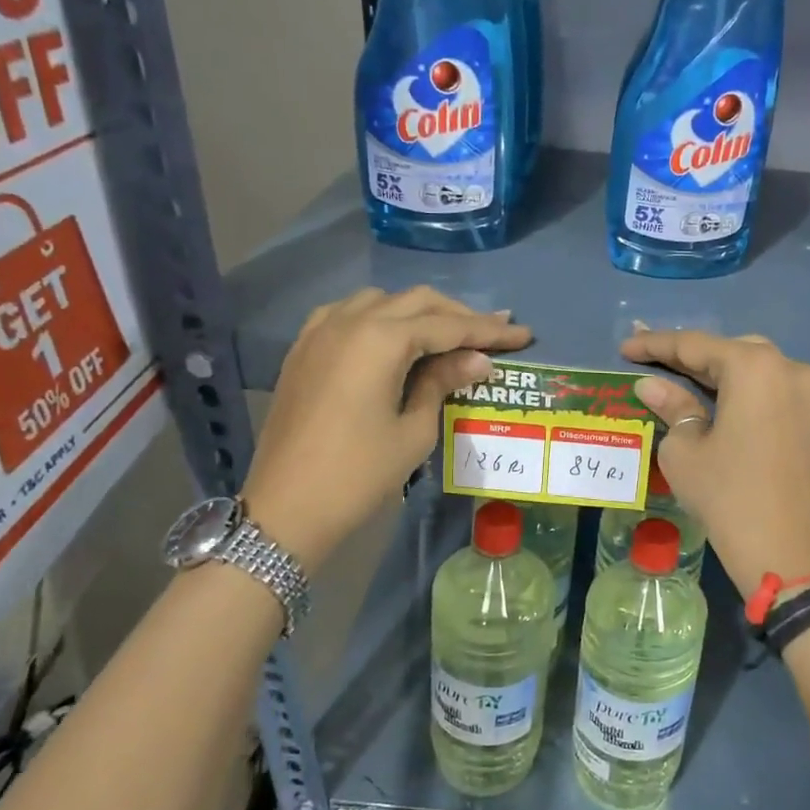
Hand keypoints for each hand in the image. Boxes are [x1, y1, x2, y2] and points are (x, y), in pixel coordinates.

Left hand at [245, 287, 530, 569]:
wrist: (285, 508)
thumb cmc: (359, 474)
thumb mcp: (414, 431)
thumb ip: (443, 384)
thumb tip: (478, 361)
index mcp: (381, 340)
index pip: (448, 326)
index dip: (489, 330)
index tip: (523, 334)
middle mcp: (350, 321)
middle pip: (416, 302)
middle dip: (458, 315)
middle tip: (495, 331)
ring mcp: (320, 332)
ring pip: (380, 301)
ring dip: (419, 312)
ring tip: (448, 335)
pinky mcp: (303, 350)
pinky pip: (347, 314)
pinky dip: (380, 318)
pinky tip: (394, 339)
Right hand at [620, 328, 809, 597]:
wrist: (789, 553)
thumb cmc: (728, 496)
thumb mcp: (685, 451)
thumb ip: (671, 407)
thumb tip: (652, 386)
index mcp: (754, 367)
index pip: (695, 345)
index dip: (655, 345)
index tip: (624, 347)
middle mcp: (789, 368)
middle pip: (729, 351)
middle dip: (690, 356)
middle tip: (651, 363)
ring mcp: (809, 394)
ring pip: (755, 369)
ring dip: (718, 373)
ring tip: (679, 381)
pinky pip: (772, 392)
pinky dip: (742, 392)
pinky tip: (716, 404)